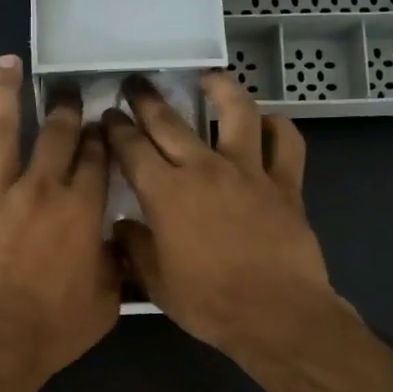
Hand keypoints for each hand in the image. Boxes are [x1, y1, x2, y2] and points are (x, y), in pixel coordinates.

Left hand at [0, 55, 119, 390]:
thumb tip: (117, 241)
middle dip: (65, 106)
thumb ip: (115, 264)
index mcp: (80, 210)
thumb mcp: (106, 302)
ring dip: (2, 93)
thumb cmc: (54, 329)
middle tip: (68, 86)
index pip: (96, 158)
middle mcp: (39, 190)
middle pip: (56, 134)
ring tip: (5, 61)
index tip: (104, 121)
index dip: (102, 135)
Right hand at [103, 72, 344, 360]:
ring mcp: (249, 171)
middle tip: (135, 83)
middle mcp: (204, 169)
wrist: (276, 314)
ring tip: (208, 77)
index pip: (131, 148)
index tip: (106, 117)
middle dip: (146, 99)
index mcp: (166, 193)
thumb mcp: (157, 283)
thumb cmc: (209, 303)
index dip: (115, 129)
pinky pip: (286, 142)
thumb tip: (121, 227)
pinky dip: (277, 127)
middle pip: (170, 121)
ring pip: (236, 112)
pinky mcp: (286, 183)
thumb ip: (135, 248)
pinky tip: (268, 122)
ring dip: (220, 88)